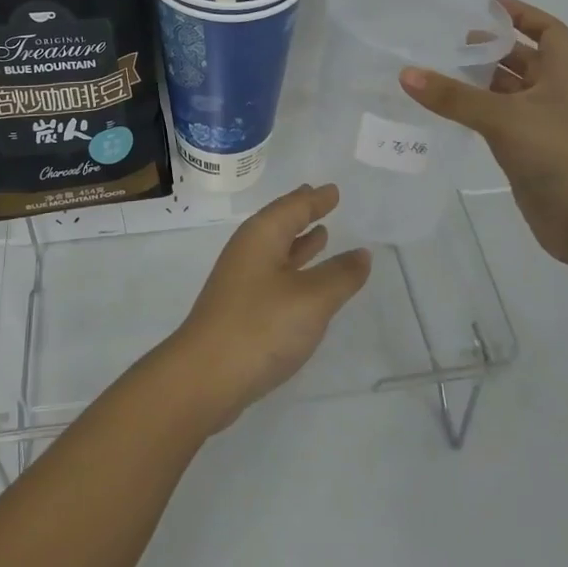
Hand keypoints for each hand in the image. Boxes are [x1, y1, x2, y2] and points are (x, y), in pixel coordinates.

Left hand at [160, 183, 371, 431]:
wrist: (206, 377)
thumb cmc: (261, 326)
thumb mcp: (312, 299)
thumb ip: (340, 275)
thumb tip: (362, 253)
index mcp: (261, 236)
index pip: (293, 207)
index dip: (315, 199)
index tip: (333, 189)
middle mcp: (248, 251)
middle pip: (279, 224)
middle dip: (302, 213)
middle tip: (322, 200)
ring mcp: (240, 281)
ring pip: (276, 250)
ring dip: (298, 242)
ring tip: (321, 234)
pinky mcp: (240, 309)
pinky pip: (273, 274)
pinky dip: (293, 269)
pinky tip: (304, 282)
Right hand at [399, 0, 567, 265]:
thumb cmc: (558, 155)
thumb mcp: (503, 118)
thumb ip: (453, 97)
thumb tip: (406, 74)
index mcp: (563, 75)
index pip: (549, 32)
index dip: (523, 15)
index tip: (488, 7)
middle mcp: (555, 96)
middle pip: (525, 61)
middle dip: (492, 50)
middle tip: (451, 43)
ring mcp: (543, 126)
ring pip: (509, 93)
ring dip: (481, 82)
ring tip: (441, 73)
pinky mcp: (529, 153)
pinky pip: (499, 122)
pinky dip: (477, 113)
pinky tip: (449, 112)